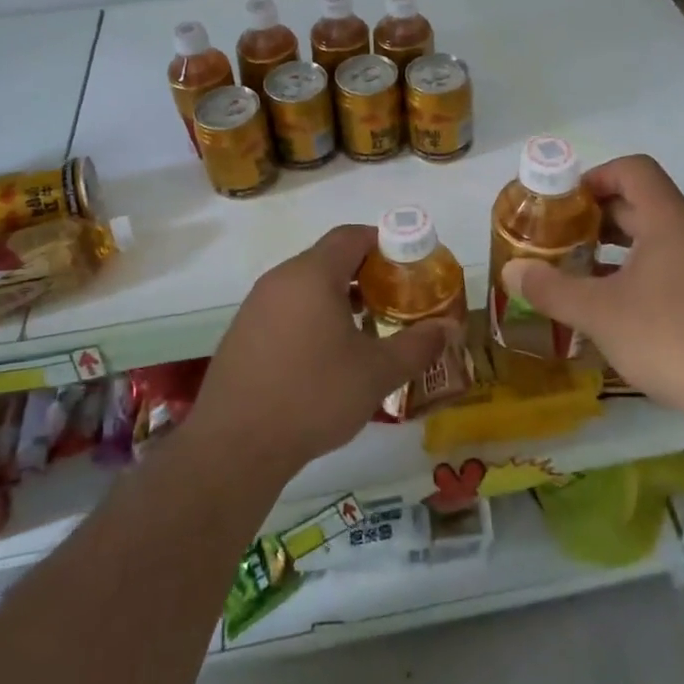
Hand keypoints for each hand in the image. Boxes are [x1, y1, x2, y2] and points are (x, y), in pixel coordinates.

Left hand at [189, 225, 458, 479]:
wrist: (234, 446)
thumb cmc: (313, 396)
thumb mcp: (377, 373)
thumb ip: (418, 345)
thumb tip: (449, 328)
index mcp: (312, 275)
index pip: (352, 236)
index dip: (385, 243)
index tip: (410, 266)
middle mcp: (280, 279)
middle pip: (329, 259)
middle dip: (365, 274)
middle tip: (395, 301)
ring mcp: (256, 306)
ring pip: (306, 285)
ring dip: (338, 297)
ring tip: (366, 330)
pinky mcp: (242, 334)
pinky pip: (286, 309)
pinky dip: (312, 317)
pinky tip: (326, 356)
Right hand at [501, 155, 683, 426]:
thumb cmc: (670, 338)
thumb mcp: (599, 314)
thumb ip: (551, 288)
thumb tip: (511, 271)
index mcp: (670, 220)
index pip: (633, 170)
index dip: (595, 176)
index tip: (564, 203)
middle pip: (643, 202)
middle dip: (598, 215)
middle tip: (561, 238)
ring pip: (658, 235)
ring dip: (618, 245)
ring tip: (582, 269)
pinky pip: (674, 262)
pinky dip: (641, 268)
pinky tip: (619, 304)